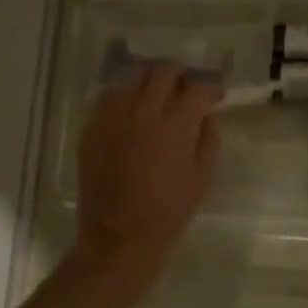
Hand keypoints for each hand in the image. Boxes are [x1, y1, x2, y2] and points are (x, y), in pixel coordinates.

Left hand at [74, 62, 219, 283]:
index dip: (211, 88)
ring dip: (149, 83)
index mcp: (175, 125)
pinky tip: (131, 115)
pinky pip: (109, 98)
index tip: (216, 95)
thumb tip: (207, 114)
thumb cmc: (168, 212)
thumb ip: (208, 138)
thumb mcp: (202, 178)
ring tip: (157, 99)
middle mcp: (142, 111)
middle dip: (180, 75)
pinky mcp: (92, 128)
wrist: (119, 237)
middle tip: (186, 90)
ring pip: (132, 78)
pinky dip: (125, 98)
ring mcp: (112, 117)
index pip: (197, 88)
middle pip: (163, 70)